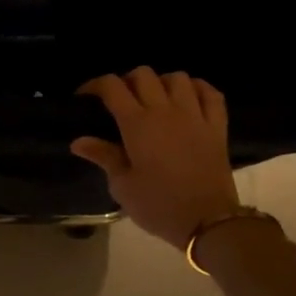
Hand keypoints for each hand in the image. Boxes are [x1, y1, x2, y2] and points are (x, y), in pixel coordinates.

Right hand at [72, 67, 239, 246]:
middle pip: (143, 74)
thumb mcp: (123, 186)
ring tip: (155, 99)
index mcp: (137, 124)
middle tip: (121, 101)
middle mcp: (165, 111)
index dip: (95, 85)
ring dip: (162, 83)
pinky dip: (198, 89)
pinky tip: (189, 99)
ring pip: (177, 77)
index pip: (112, 87)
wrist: (207, 221)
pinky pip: (210, 93)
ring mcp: (195, 115)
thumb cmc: (158, 206)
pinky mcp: (217, 126)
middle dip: (127, 81)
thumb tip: (79, 141)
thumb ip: (104, 157)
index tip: (85, 97)